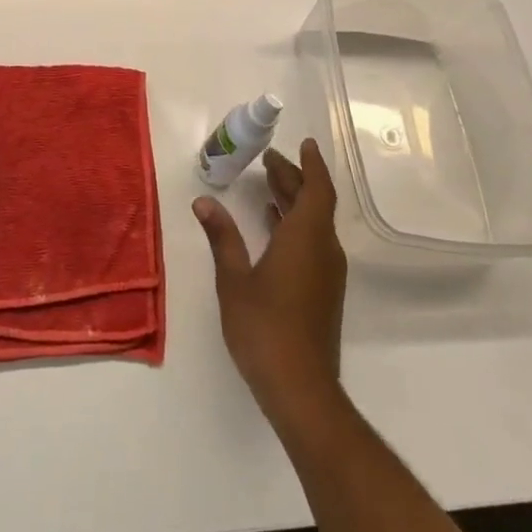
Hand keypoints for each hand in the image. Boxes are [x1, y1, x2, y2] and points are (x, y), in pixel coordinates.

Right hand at [193, 138, 347, 428]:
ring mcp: (327, 272)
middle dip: (294, 178)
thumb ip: (222, 237)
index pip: (316, 189)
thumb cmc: (264, 328)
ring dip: (295, 201)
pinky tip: (275, 227)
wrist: (301, 389)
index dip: (310, 164)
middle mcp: (323, 249)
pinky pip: (314, 241)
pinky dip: (296, 224)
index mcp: (306, 238)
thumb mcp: (234, 279)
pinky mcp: (324, 291)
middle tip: (269, 161)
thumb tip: (204, 202)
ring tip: (269, 185)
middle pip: (315, 203)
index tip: (303, 143)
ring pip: (315, 223)